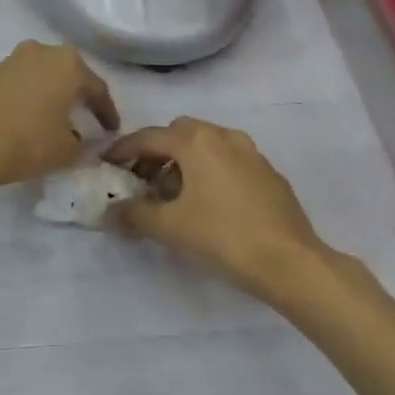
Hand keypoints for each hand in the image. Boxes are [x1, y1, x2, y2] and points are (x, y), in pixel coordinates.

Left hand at [0, 41, 118, 186]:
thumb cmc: (29, 141)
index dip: (107, 113)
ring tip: (56, 119)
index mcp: (69, 64)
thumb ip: (85, 145)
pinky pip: (20, 83)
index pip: (97, 89)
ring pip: (42, 76)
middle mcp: (42, 52)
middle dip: (78, 96)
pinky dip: (29, 97)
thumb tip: (84, 142)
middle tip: (87, 118)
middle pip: (69, 75)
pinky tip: (29, 118)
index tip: (111, 131)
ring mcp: (12, 60)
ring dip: (51, 94)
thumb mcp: (68, 151)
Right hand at [103, 118, 344, 309]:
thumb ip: (133, 214)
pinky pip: (228, 161)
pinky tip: (207, 204)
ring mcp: (251, 152)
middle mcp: (224, 135)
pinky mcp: (268, 173)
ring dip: (183, 162)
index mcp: (197, 141)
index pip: (148, 137)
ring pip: (206, 145)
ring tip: (171, 196)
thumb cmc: (222, 237)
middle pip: (178, 133)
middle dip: (155, 153)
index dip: (122, 150)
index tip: (105, 166)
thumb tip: (108, 212)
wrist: (289, 261)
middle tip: (140, 182)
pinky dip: (209, 171)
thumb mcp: (169, 227)